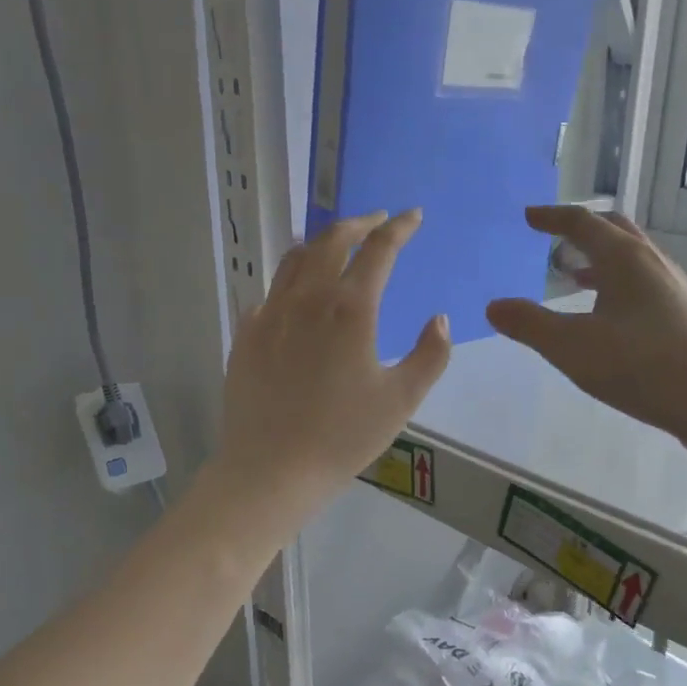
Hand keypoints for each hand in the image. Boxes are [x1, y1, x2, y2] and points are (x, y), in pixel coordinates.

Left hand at [216, 210, 450, 529]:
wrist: (271, 469)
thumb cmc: (343, 436)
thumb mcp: (401, 400)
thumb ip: (430, 355)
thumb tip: (439, 320)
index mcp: (350, 308)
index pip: (378, 250)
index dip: (399, 228)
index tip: (413, 216)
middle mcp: (307, 298)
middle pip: (331, 241)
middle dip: (358, 224)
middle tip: (377, 221)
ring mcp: (270, 314)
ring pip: (294, 259)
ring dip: (321, 243)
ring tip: (337, 244)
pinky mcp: (247, 334)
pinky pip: (271, 292)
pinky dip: (292, 280)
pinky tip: (298, 296)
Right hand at [487, 207, 686, 444]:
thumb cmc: (637, 365)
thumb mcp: (570, 347)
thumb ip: (529, 325)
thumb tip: (494, 307)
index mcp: (623, 258)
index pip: (583, 223)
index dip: (553, 218)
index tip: (530, 217)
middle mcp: (651, 262)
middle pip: (614, 230)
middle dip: (582, 230)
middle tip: (556, 239)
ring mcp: (671, 287)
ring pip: (632, 257)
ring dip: (601, 258)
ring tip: (575, 276)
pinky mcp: (681, 313)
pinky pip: (642, 282)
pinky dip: (617, 282)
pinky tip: (608, 313)